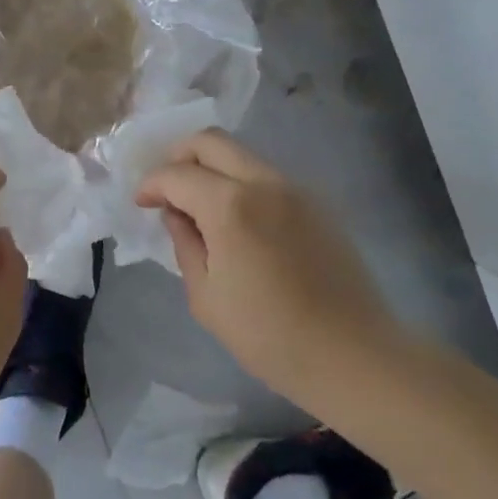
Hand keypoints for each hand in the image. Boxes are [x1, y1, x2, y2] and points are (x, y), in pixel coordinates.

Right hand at [135, 130, 403, 403]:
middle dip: (179, 157)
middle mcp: (263, 183)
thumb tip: (176, 214)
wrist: (355, 357)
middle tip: (168, 189)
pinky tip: (238, 222)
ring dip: (212, 168)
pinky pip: (266, 176)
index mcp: (230, 206)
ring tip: (200, 207)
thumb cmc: (270, 336)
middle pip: (210, 140)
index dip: (151, 184)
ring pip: (240, 154)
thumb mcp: (206, 297)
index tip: (142, 204)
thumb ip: (185, 244)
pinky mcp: (317, 204)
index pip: (177, 174)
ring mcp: (295, 189)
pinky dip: (240, 183)